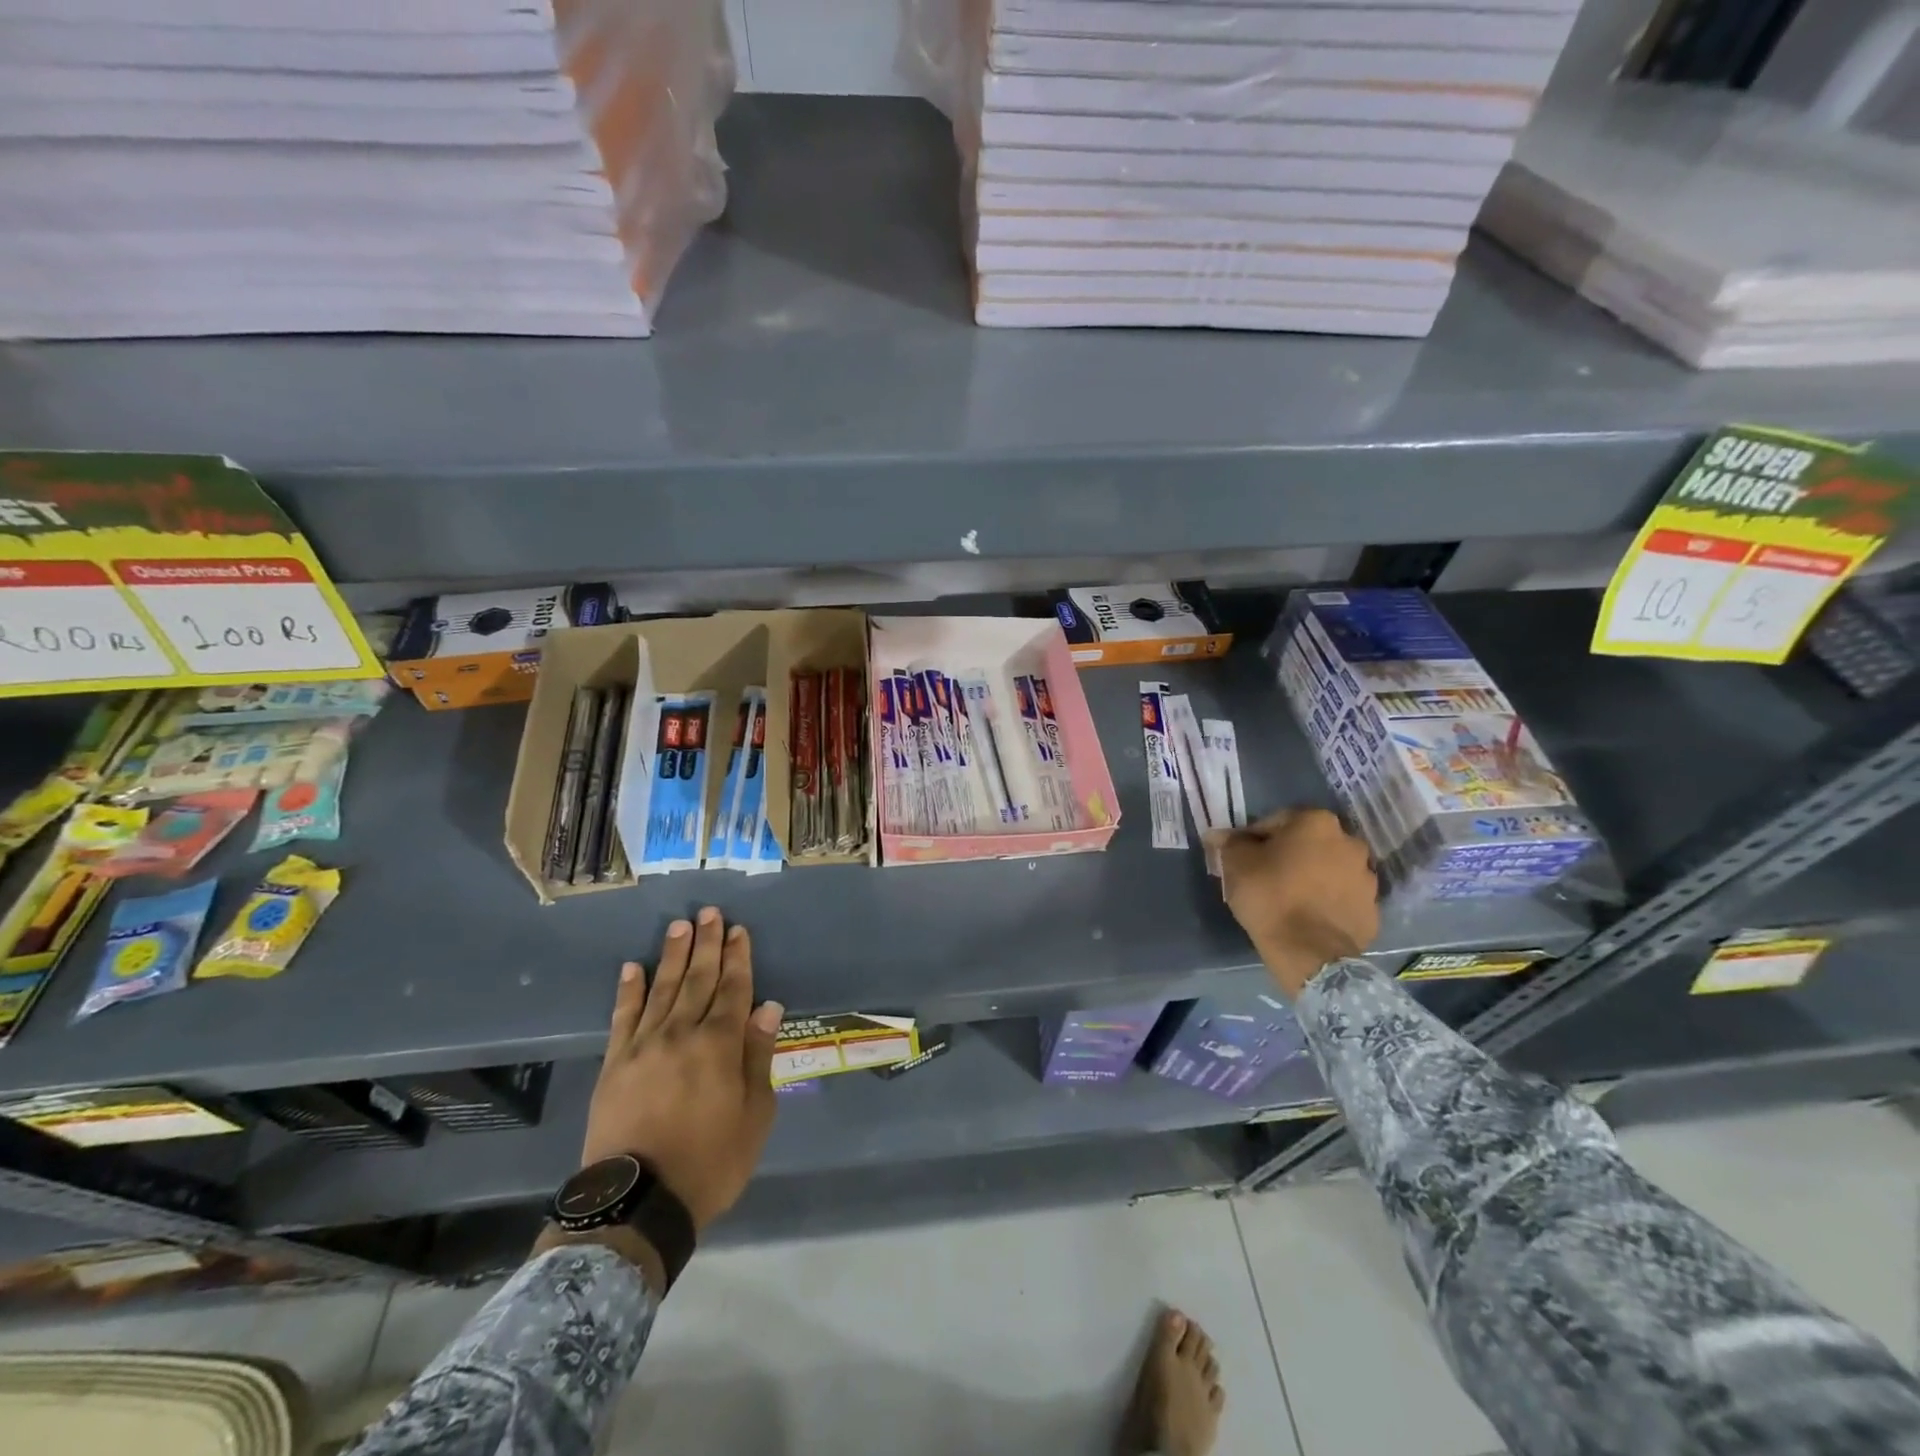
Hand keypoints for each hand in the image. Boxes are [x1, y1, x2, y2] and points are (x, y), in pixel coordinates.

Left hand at [579, 907, 783, 1232]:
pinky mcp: (614, 1064)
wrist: (639, 1203)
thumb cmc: (710, 1161)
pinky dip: (629, 990)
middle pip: (698, 979)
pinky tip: (633, 967)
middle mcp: (682, 1034)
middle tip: (709, 913)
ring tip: (679, 926)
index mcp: (720, 1045)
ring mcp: (644, 1046)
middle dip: (707, 944)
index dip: (738, 957)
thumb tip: (767, 1008)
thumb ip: (758, 1057)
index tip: (739, 930)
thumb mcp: (754, 1116)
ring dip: (673, 956)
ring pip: (663, 989)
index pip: (733, 989)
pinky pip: (622, 1017)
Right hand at [1211, 808, 1378, 997]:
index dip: (1254, 839)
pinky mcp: (1372, 909)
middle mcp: (1349, 842)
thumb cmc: (1269, 895)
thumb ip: (1230, 842)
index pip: (1276, 821)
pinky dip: (1327, 901)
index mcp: (1317, 822)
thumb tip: (1220, 835)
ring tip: (1288, 899)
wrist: (1309, 952)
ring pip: (1329, 870)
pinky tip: (1308, 916)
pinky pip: (1342, 898)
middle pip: (1308, 843)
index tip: (1242, 857)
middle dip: (1289, 855)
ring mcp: (1366, 877)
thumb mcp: (1236, 863)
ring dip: (1312, 877)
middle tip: (1266, 876)